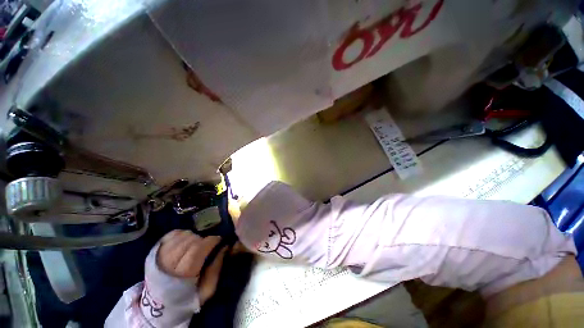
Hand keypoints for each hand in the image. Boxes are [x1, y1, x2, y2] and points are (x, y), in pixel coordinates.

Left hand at [157, 230, 226, 303]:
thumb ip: (217, 268)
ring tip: (197, 244)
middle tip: (208, 245)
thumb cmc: (188, 297)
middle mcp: (169, 262)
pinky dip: (182, 234)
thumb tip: (225, 247)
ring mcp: (160, 255)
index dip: (210, 241)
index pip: (197, 249)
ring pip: (182, 236)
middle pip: (190, 240)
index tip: (219, 239)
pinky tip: (186, 240)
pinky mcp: (155, 251)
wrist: (161, 305)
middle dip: (203, 239)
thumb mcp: (207, 289)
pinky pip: (172, 234)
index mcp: (182, 274)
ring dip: (193, 237)